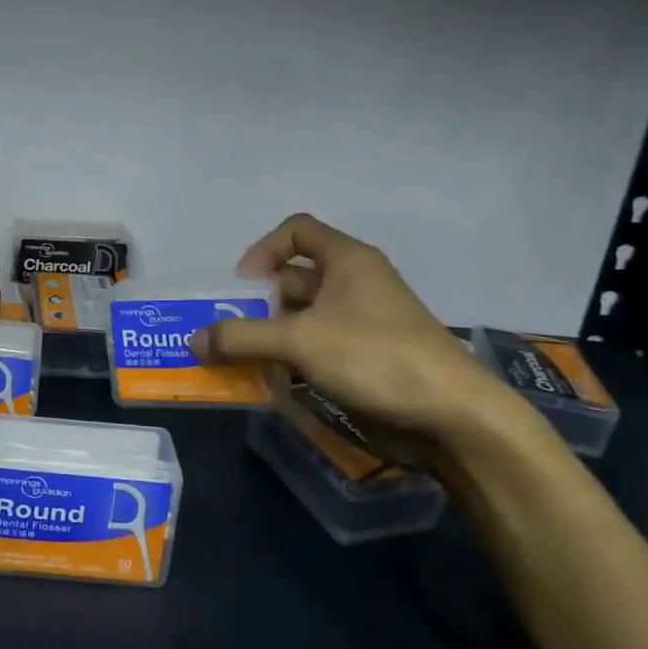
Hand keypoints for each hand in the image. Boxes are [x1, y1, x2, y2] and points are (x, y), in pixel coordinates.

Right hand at [192, 213, 534, 464]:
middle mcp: (356, 284)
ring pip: (304, 318)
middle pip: (294, 278)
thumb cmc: (375, 357)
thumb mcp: (299, 341)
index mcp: (348, 261)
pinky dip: (293, 360)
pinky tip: (276, 384)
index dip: (263, 249)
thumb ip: (241, 337)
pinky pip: (319, 349)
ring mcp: (364, 324)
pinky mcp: (369, 360)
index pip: (297, 230)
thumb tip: (193, 341)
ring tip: (244, 361)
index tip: (243, 285)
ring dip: (272, 336)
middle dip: (259, 303)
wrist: (454, 418)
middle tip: (231, 331)